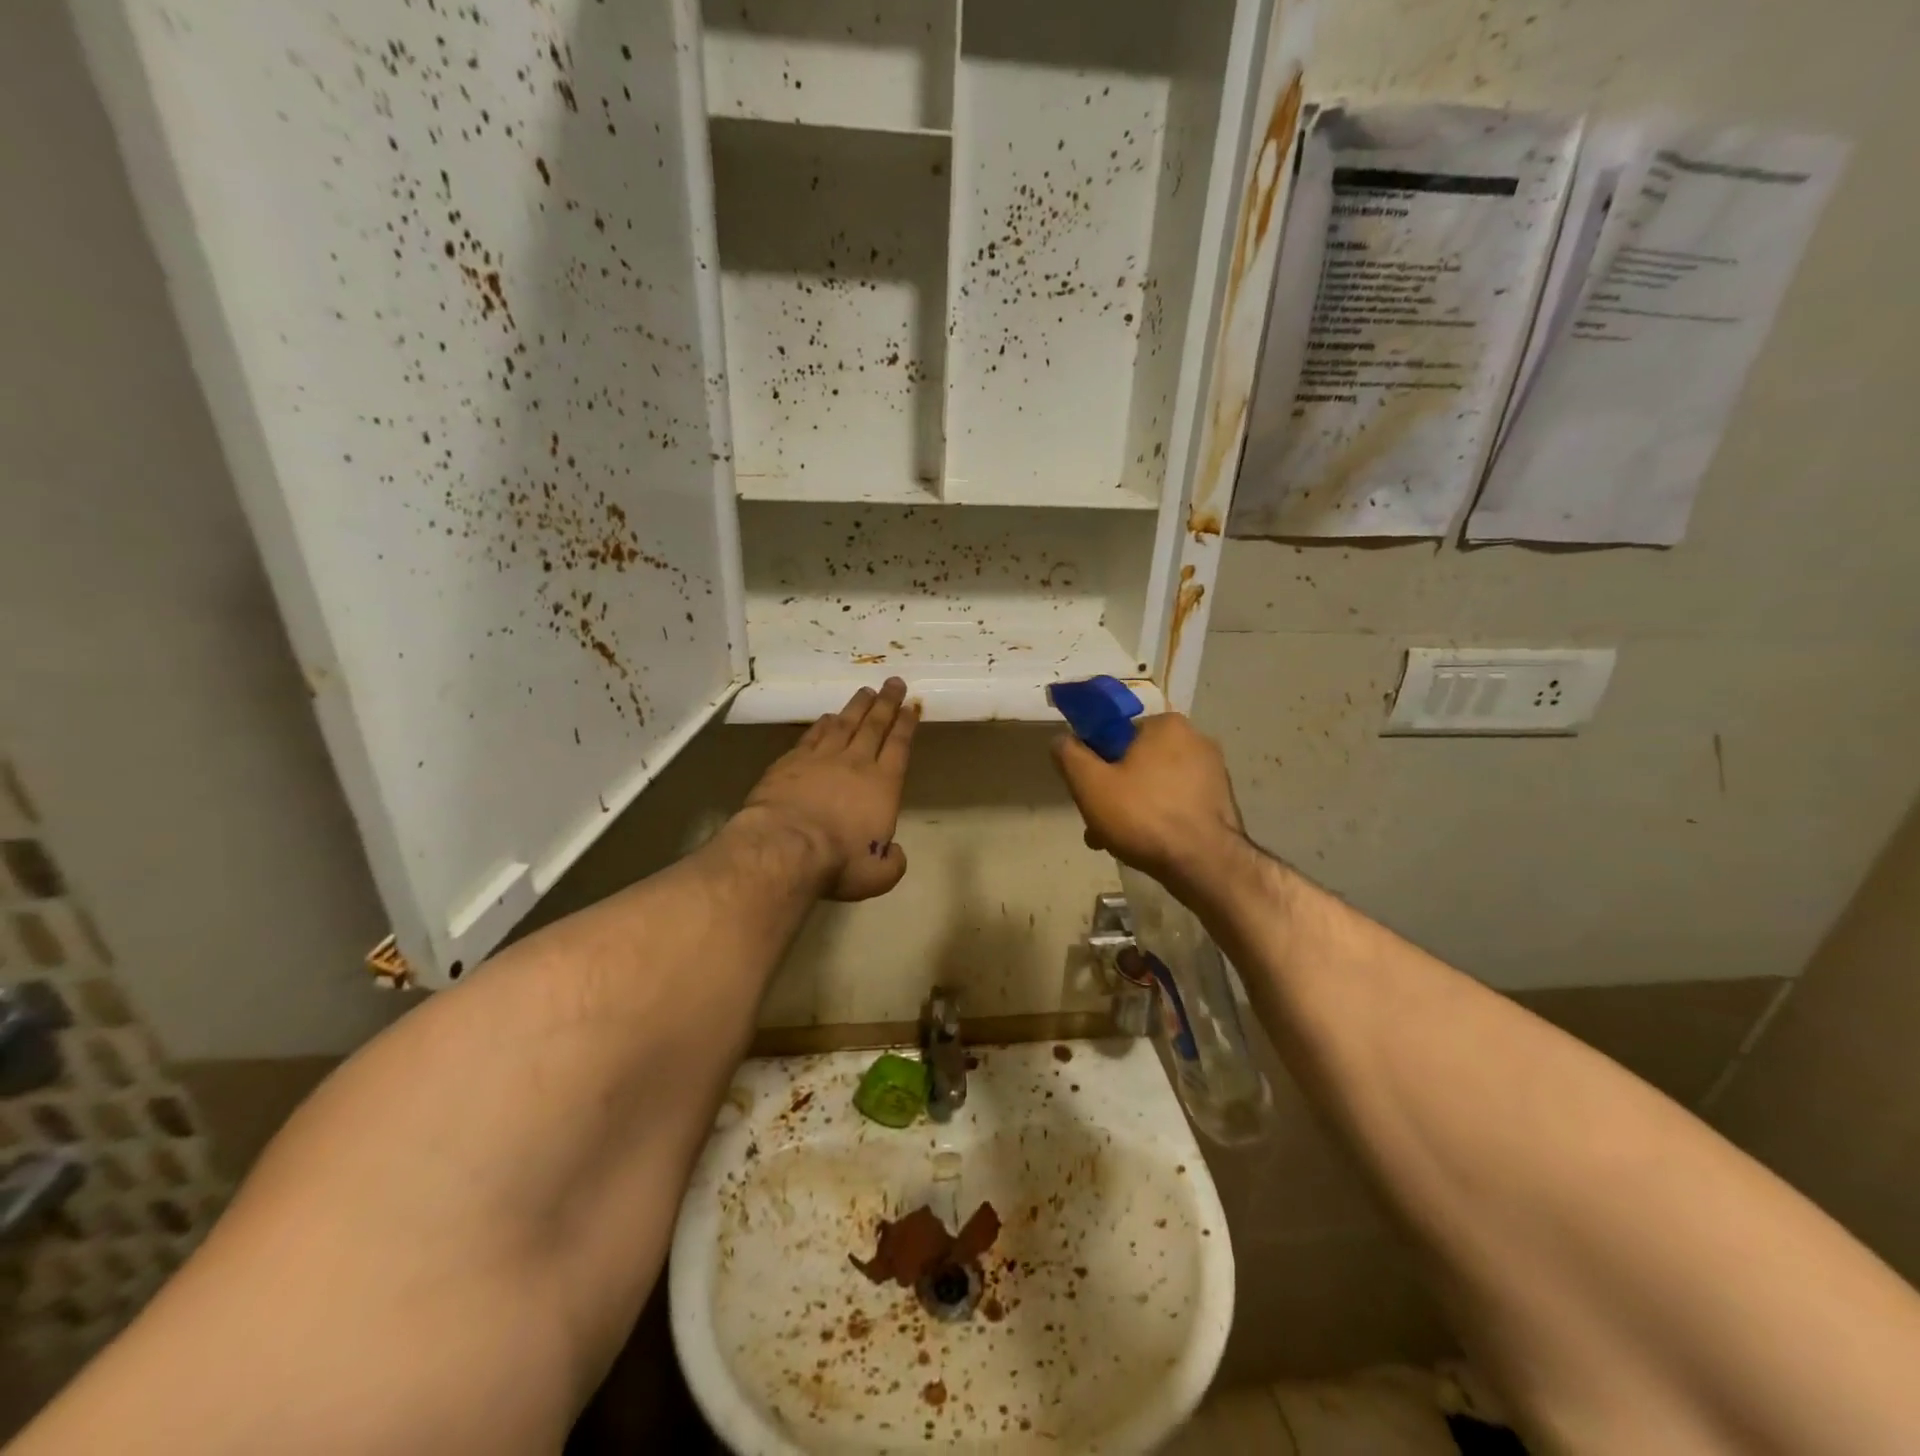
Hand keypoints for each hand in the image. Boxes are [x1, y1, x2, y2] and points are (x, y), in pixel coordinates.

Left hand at [741, 679, 917, 901]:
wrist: (785, 846)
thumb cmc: (837, 861)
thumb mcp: (877, 875)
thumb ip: (892, 863)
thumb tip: (894, 854)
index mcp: (883, 786)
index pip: (899, 747)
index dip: (906, 726)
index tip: (911, 707)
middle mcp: (855, 763)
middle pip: (874, 726)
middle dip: (887, 703)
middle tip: (894, 682)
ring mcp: (821, 759)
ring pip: (844, 724)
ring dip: (856, 707)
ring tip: (866, 692)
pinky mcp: (790, 762)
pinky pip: (812, 736)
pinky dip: (822, 724)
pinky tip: (827, 717)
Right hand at [1050, 713, 1244, 893]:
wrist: (1205, 865)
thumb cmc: (1143, 816)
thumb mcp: (1090, 784)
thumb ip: (1069, 755)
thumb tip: (1061, 739)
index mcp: (1166, 725)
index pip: (1117, 733)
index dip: (1096, 760)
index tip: (1087, 790)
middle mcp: (1196, 740)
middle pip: (1136, 761)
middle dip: (1113, 791)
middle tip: (1097, 823)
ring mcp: (1213, 772)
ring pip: (1155, 786)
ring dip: (1132, 809)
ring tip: (1115, 841)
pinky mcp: (1221, 802)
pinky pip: (1176, 803)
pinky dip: (1158, 819)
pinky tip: (1144, 845)